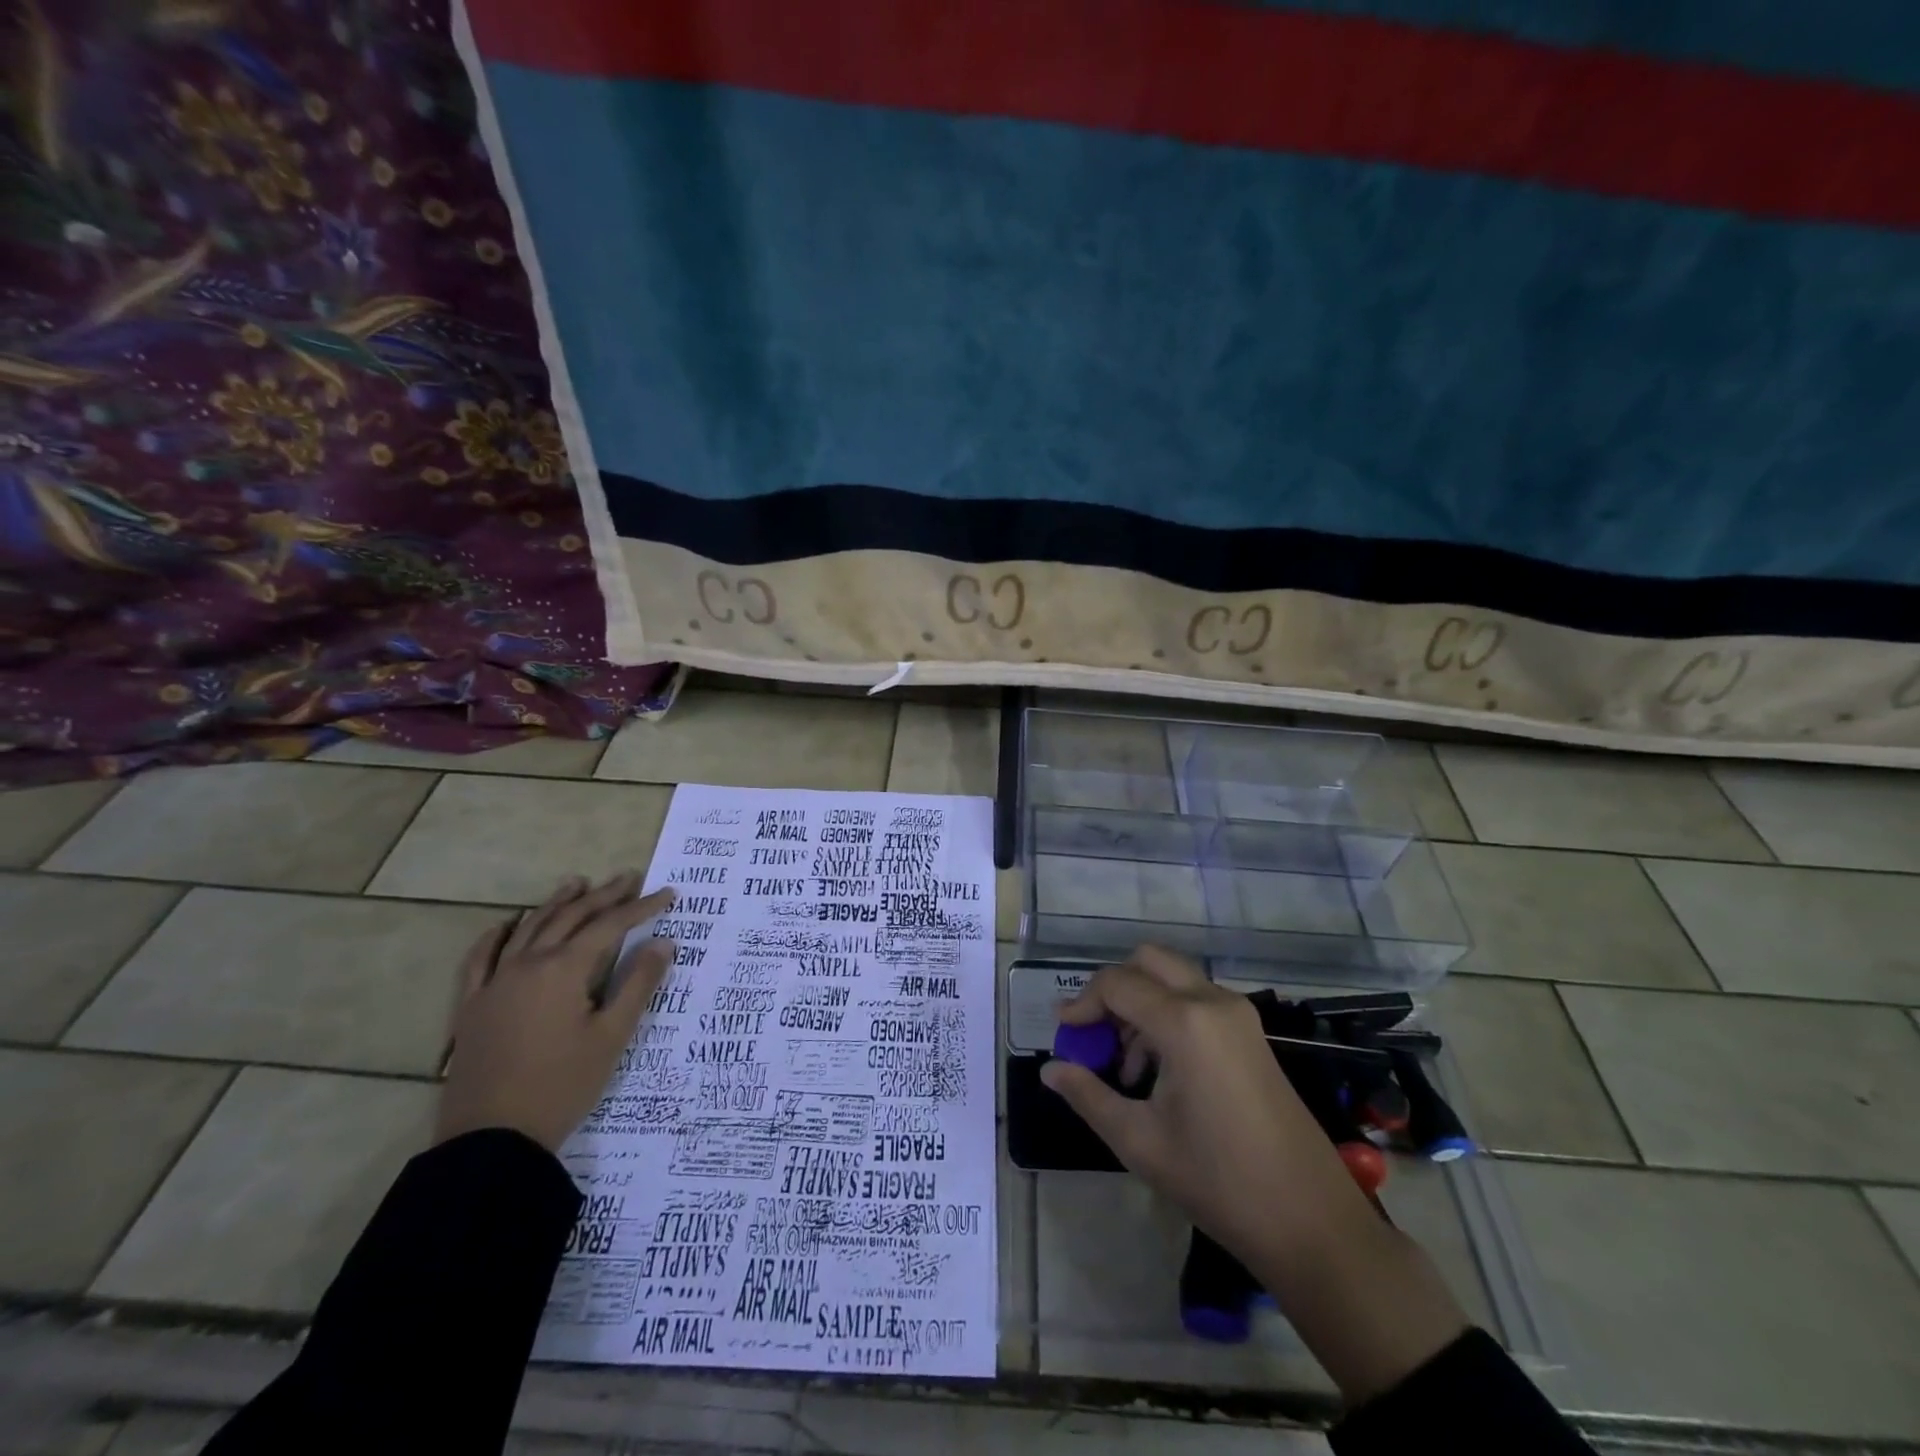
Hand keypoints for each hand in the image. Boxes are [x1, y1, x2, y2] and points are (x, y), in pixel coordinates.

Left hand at [436, 873, 675, 1152]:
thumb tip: (663, 942)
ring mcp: (494, 984)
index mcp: (563, 970)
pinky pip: (479, 960)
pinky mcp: (471, 1007)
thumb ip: (638, 984)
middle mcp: (527, 965)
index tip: (668, 894)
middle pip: (570, 918)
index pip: (609, 926)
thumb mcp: (611, 1036)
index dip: (641, 908)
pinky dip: (496, 936)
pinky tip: (506, 924)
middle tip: (629, 878)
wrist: (492, 1140)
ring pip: (528, 929)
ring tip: (577, 883)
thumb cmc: (562, 1086)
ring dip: (556, 903)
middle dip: (603, 896)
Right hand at [1040, 945, 1370, 1257]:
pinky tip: (1160, 1070)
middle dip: (1113, 989)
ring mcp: (1239, 1015)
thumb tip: (1050, 1070)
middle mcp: (1213, 1001)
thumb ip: (1088, 1096)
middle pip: (1148, 961)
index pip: (1116, 983)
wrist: (1312, 1223)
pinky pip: (1197, 1000)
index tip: (1063, 1034)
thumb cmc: (1218, 1182)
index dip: (1082, 1003)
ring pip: (1174, 978)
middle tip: (1094, 1034)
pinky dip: (1168, 1014)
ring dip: (1141, 1003)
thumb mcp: (1139, 1141)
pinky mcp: (1251, 1034)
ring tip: (1126, 1065)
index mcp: (1184, 1022)